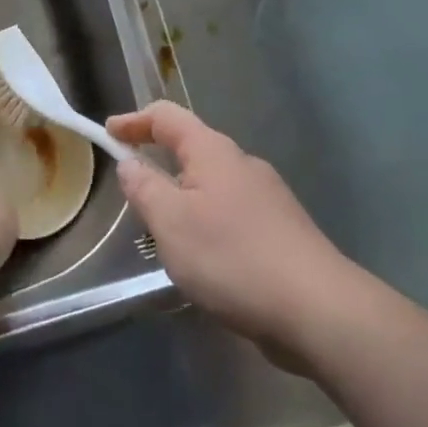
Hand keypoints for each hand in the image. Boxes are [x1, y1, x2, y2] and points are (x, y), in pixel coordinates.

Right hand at [111, 102, 355, 364]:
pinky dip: (208, 224)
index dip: (134, 121)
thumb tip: (130, 162)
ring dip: (183, 199)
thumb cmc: (233, 257)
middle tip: (134, 193)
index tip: (108, 133)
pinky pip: (231, 214)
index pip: (166, 116)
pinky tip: (206, 261)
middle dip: (159, 163)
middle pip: (191, 148)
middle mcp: (242, 164)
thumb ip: (144, 187)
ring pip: (212, 185)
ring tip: (165, 235)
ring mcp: (268, 198)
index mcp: (213, 152)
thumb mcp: (171, 222)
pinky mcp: (282, 231)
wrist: (319, 310)